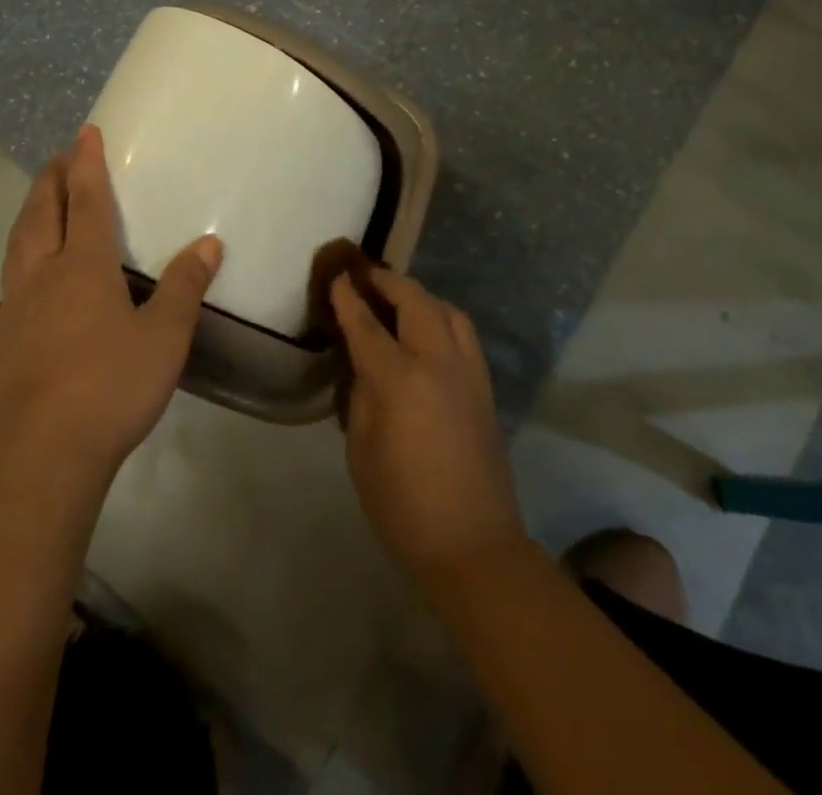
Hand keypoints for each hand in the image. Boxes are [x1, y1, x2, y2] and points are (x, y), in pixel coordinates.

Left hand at [0, 124, 221, 484]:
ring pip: (15, 246)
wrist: (49, 452)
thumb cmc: (114, 387)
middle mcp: (44, 274)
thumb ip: (185, 285)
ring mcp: (13, 308)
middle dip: (53, 180)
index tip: (85, 132)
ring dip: (25, 214)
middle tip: (60, 156)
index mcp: (87, 266)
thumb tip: (208, 243)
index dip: (87, 164)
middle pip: (45, 214)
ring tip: (34, 194)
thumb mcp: (166, 335)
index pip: (88, 201)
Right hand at [332, 267, 525, 579]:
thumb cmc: (403, 505)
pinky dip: (442, 316)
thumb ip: (362, 396)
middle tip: (365, 277)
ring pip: (446, 309)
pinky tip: (428, 328)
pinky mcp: (485, 385)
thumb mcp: (362, 450)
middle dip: (387, 282)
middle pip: (414, 300)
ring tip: (397, 299)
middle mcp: (438, 362)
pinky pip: (463, 332)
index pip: (367, 325)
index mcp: (400, 380)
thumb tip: (363, 365)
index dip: (348, 298)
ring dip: (419, 295)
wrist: (473, 544)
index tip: (336, 277)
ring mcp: (468, 371)